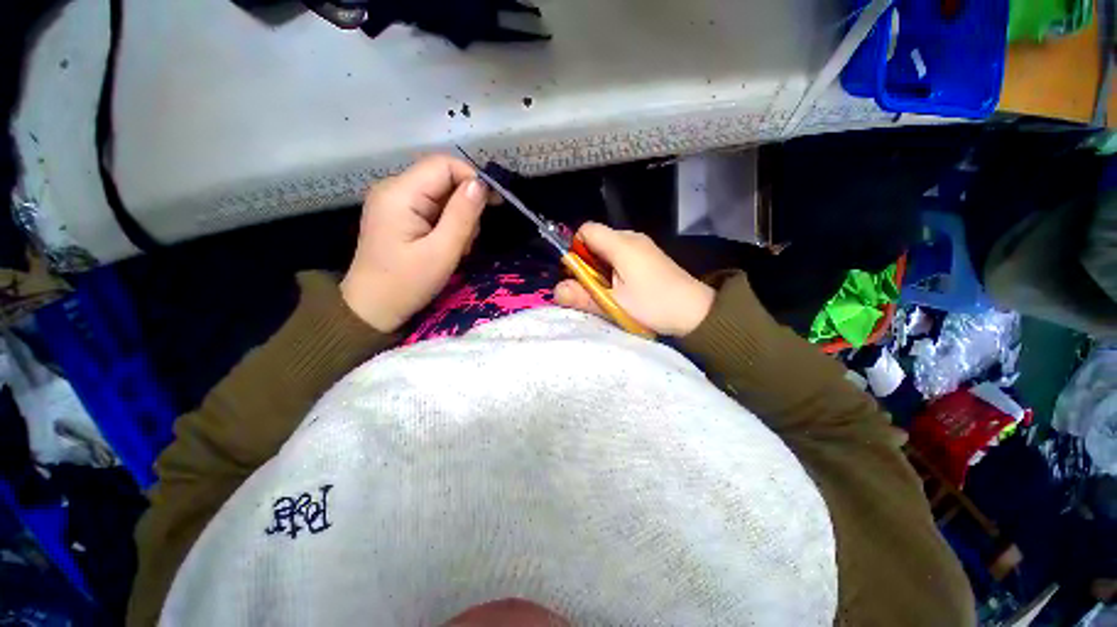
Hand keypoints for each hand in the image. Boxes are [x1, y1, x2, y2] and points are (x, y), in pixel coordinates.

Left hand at [340, 155, 495, 332]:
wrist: (372, 308)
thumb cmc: (407, 283)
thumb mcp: (442, 252)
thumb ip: (462, 215)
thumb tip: (480, 184)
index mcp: (400, 193)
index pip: (443, 165)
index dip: (472, 179)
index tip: (495, 203)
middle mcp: (394, 189)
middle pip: (442, 179)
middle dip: (465, 205)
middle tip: (469, 239)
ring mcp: (394, 202)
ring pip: (441, 195)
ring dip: (458, 218)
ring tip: (457, 248)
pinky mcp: (399, 215)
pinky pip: (432, 208)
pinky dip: (447, 225)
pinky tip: (447, 246)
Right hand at [553, 223, 715, 336]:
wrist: (696, 312)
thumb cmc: (654, 305)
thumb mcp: (614, 304)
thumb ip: (583, 296)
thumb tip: (556, 290)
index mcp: (621, 244)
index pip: (586, 230)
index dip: (575, 249)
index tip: (577, 274)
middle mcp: (631, 237)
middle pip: (596, 239)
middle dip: (586, 262)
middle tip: (591, 288)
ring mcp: (642, 245)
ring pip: (608, 248)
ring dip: (600, 268)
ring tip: (608, 291)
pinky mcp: (649, 255)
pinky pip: (621, 254)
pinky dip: (614, 268)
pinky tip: (623, 288)